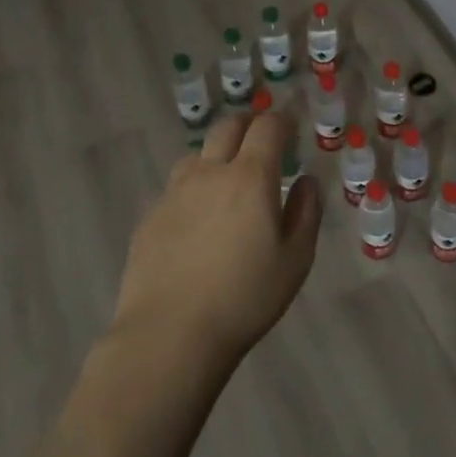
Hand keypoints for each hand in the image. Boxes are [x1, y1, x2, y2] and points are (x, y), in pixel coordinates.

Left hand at [113, 110, 321, 362]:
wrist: (168, 336)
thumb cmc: (244, 298)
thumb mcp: (295, 260)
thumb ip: (306, 212)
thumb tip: (305, 181)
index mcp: (250, 177)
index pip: (267, 127)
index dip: (282, 121)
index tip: (291, 128)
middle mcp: (209, 173)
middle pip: (227, 128)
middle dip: (249, 124)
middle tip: (262, 138)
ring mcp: (174, 193)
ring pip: (197, 155)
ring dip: (217, 154)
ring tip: (228, 177)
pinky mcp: (149, 218)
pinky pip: (176, 188)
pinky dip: (193, 188)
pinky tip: (198, 218)